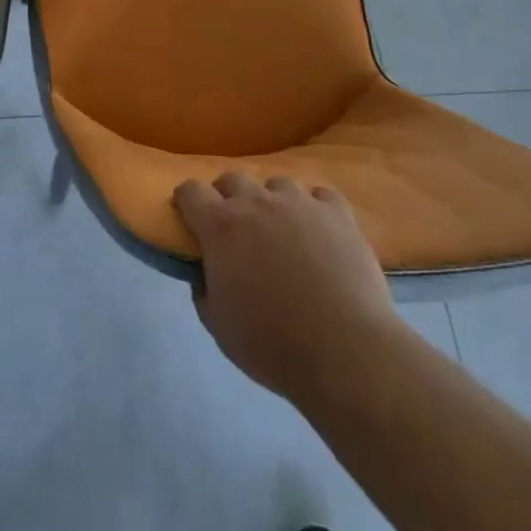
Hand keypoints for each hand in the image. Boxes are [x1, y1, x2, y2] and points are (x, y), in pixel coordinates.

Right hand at [174, 173, 402, 406]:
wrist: (344, 351)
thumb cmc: (272, 343)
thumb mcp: (219, 326)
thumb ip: (204, 289)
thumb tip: (205, 272)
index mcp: (221, 226)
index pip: (191, 191)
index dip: (187, 201)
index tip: (189, 217)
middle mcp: (256, 202)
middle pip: (233, 179)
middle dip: (228, 198)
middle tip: (237, 229)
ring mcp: (299, 202)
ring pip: (277, 184)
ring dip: (273, 203)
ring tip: (284, 231)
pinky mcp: (337, 212)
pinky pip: (321, 196)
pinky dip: (316, 208)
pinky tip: (320, 231)